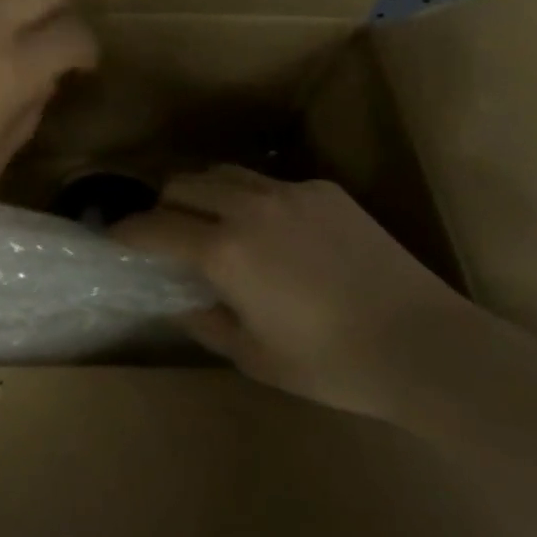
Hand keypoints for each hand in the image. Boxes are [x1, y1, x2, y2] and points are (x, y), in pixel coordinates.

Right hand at [113, 167, 482, 418]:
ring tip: (213, 220)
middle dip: (163, 205)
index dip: (126, 232)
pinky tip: (277, 232)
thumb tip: (181, 298)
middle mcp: (248, 206)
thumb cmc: (332, 364)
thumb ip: (206, 321)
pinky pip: (271, 183)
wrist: (423, 344)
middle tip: (167, 233)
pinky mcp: (324, 189)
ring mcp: (288, 191)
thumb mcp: (256, 357)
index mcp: (224, 249)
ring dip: (204, 192)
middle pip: (183, 183)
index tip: (113, 237)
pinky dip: (253, 199)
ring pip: (224, 172)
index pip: (154, 227)